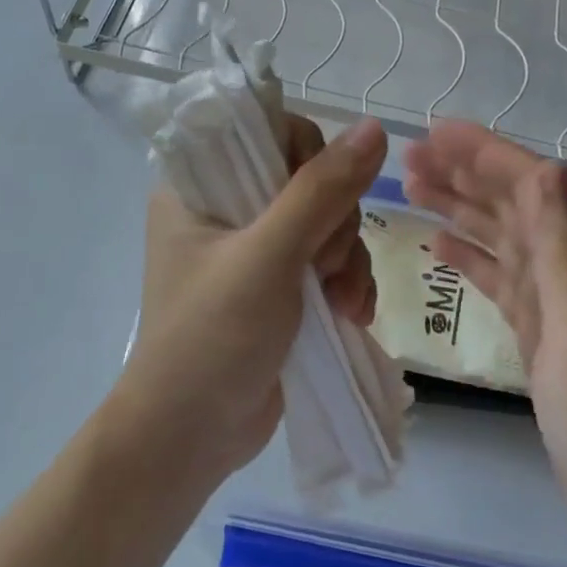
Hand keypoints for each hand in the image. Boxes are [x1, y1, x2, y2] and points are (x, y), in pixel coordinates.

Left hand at [112, 115, 386, 483]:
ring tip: (343, 303)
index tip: (321, 197)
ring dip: (348, 259)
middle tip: (326, 266)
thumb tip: (375, 128)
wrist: (191, 438)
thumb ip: (321, 190)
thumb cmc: (212, 337)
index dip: (308, 156)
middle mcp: (226, 209)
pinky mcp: (280, 287)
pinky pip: (330, 262)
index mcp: (198, 186)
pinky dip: (347, 283)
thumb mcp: (268, 257)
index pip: (266, 131)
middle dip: (335, 223)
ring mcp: (256, 250)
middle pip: (309, 178)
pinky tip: (352, 314)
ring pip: (328, 222)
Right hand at [403, 122, 566, 566]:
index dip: (486, 154)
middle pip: (517, 204)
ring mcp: (564, 304)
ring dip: (461, 209)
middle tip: (408, 156)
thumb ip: (566, 254)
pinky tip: (439, 245)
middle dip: (464, 174)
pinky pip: (502, 279)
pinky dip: (471, 257)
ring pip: (504, 237)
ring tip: (412, 188)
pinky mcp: (547, 336)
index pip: (537, 186)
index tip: (434, 132)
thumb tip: (548, 168)